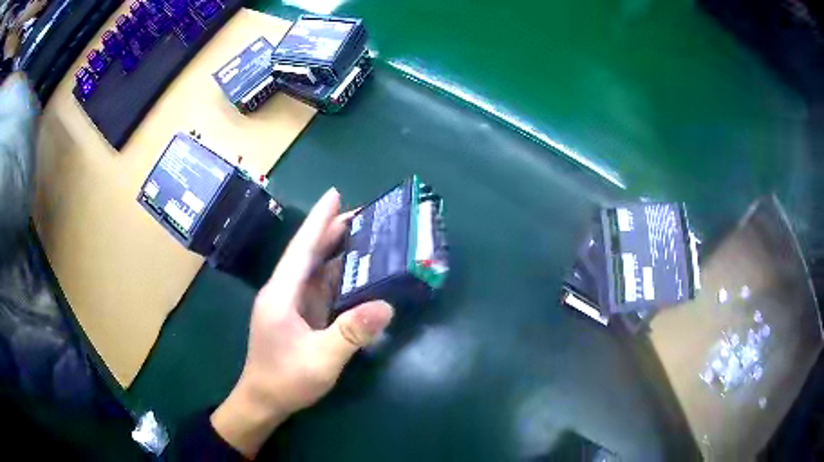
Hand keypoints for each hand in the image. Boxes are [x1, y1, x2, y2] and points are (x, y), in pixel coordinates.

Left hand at [211, 188, 393, 458]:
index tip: (335, 194)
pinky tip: (356, 272)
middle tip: (364, 213)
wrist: (263, 402)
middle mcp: (284, 292)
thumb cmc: (285, 380)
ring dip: (337, 252)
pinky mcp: (299, 317)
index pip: (302, 249)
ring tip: (365, 235)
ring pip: (315, 270)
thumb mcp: (320, 360)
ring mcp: (291, 305)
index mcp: (281, 294)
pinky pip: (320, 289)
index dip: (318, 221)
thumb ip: (350, 333)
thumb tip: (386, 306)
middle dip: (332, 230)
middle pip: (309, 254)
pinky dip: (338, 277)